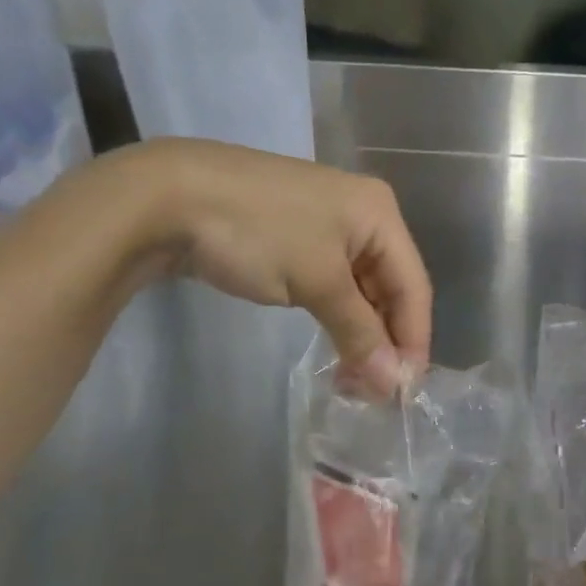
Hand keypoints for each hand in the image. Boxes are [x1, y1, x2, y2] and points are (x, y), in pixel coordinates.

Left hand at [105, 139, 431, 394]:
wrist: (171, 194)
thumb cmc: (260, 232)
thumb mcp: (317, 282)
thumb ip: (359, 333)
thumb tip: (391, 384)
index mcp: (380, 213)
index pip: (413, 285)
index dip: (413, 339)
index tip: (403, 392)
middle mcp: (363, 214)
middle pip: (390, 286)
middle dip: (385, 339)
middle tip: (373, 392)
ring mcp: (328, 223)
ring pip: (360, 287)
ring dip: (360, 332)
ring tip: (352, 379)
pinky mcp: (296, 236)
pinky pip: (332, 282)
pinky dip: (336, 315)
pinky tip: (334, 345)